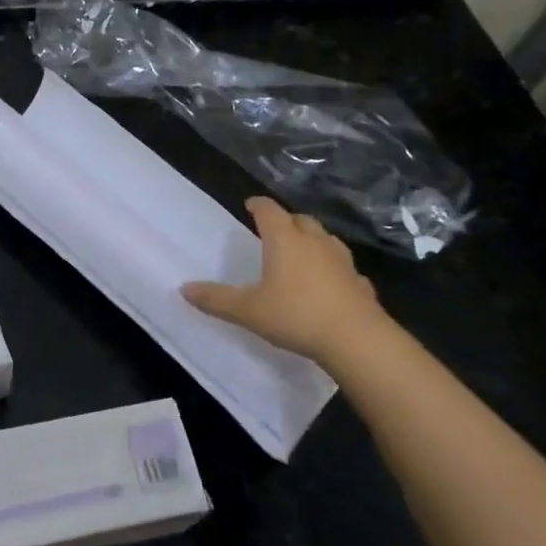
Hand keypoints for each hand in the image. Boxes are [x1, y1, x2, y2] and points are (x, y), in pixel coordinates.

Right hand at [181, 197, 387, 363]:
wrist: (357, 340)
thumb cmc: (296, 316)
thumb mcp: (248, 311)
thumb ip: (216, 299)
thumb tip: (184, 289)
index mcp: (284, 239)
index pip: (268, 210)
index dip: (257, 205)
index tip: (250, 205)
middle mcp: (314, 241)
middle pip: (300, 219)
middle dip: (286, 220)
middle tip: (274, 230)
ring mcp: (342, 260)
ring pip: (325, 239)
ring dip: (312, 240)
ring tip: (301, 252)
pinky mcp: (361, 282)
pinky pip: (344, 268)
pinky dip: (333, 269)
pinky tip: (330, 284)